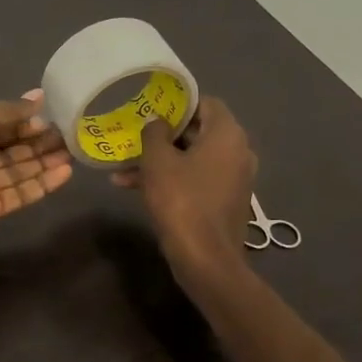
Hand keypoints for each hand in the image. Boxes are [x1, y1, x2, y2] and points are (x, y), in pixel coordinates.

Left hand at [0, 89, 73, 246]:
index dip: (19, 120)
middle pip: (7, 148)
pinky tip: (65, 172)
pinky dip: (42, 183)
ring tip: (72, 150)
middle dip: (35, 140)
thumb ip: (9, 109)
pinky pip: (19, 193)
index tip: (47, 115)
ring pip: (16, 170)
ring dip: (43, 160)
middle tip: (66, 133)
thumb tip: (39, 97)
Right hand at [114, 96, 255, 278]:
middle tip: (134, 136)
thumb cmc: (181, 201)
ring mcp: (234, 178)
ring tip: (124, 169)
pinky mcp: (225, 200)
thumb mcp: (157, 161)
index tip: (151, 108)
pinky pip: (196, 179)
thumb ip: (155, 133)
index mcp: (227, 134)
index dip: (178, 103)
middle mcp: (237, 151)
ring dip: (161, 160)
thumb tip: (157, 122)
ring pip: (192, 158)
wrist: (205, 259)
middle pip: (198, 131)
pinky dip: (172, 179)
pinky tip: (135, 188)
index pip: (205, 102)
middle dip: (163, 135)